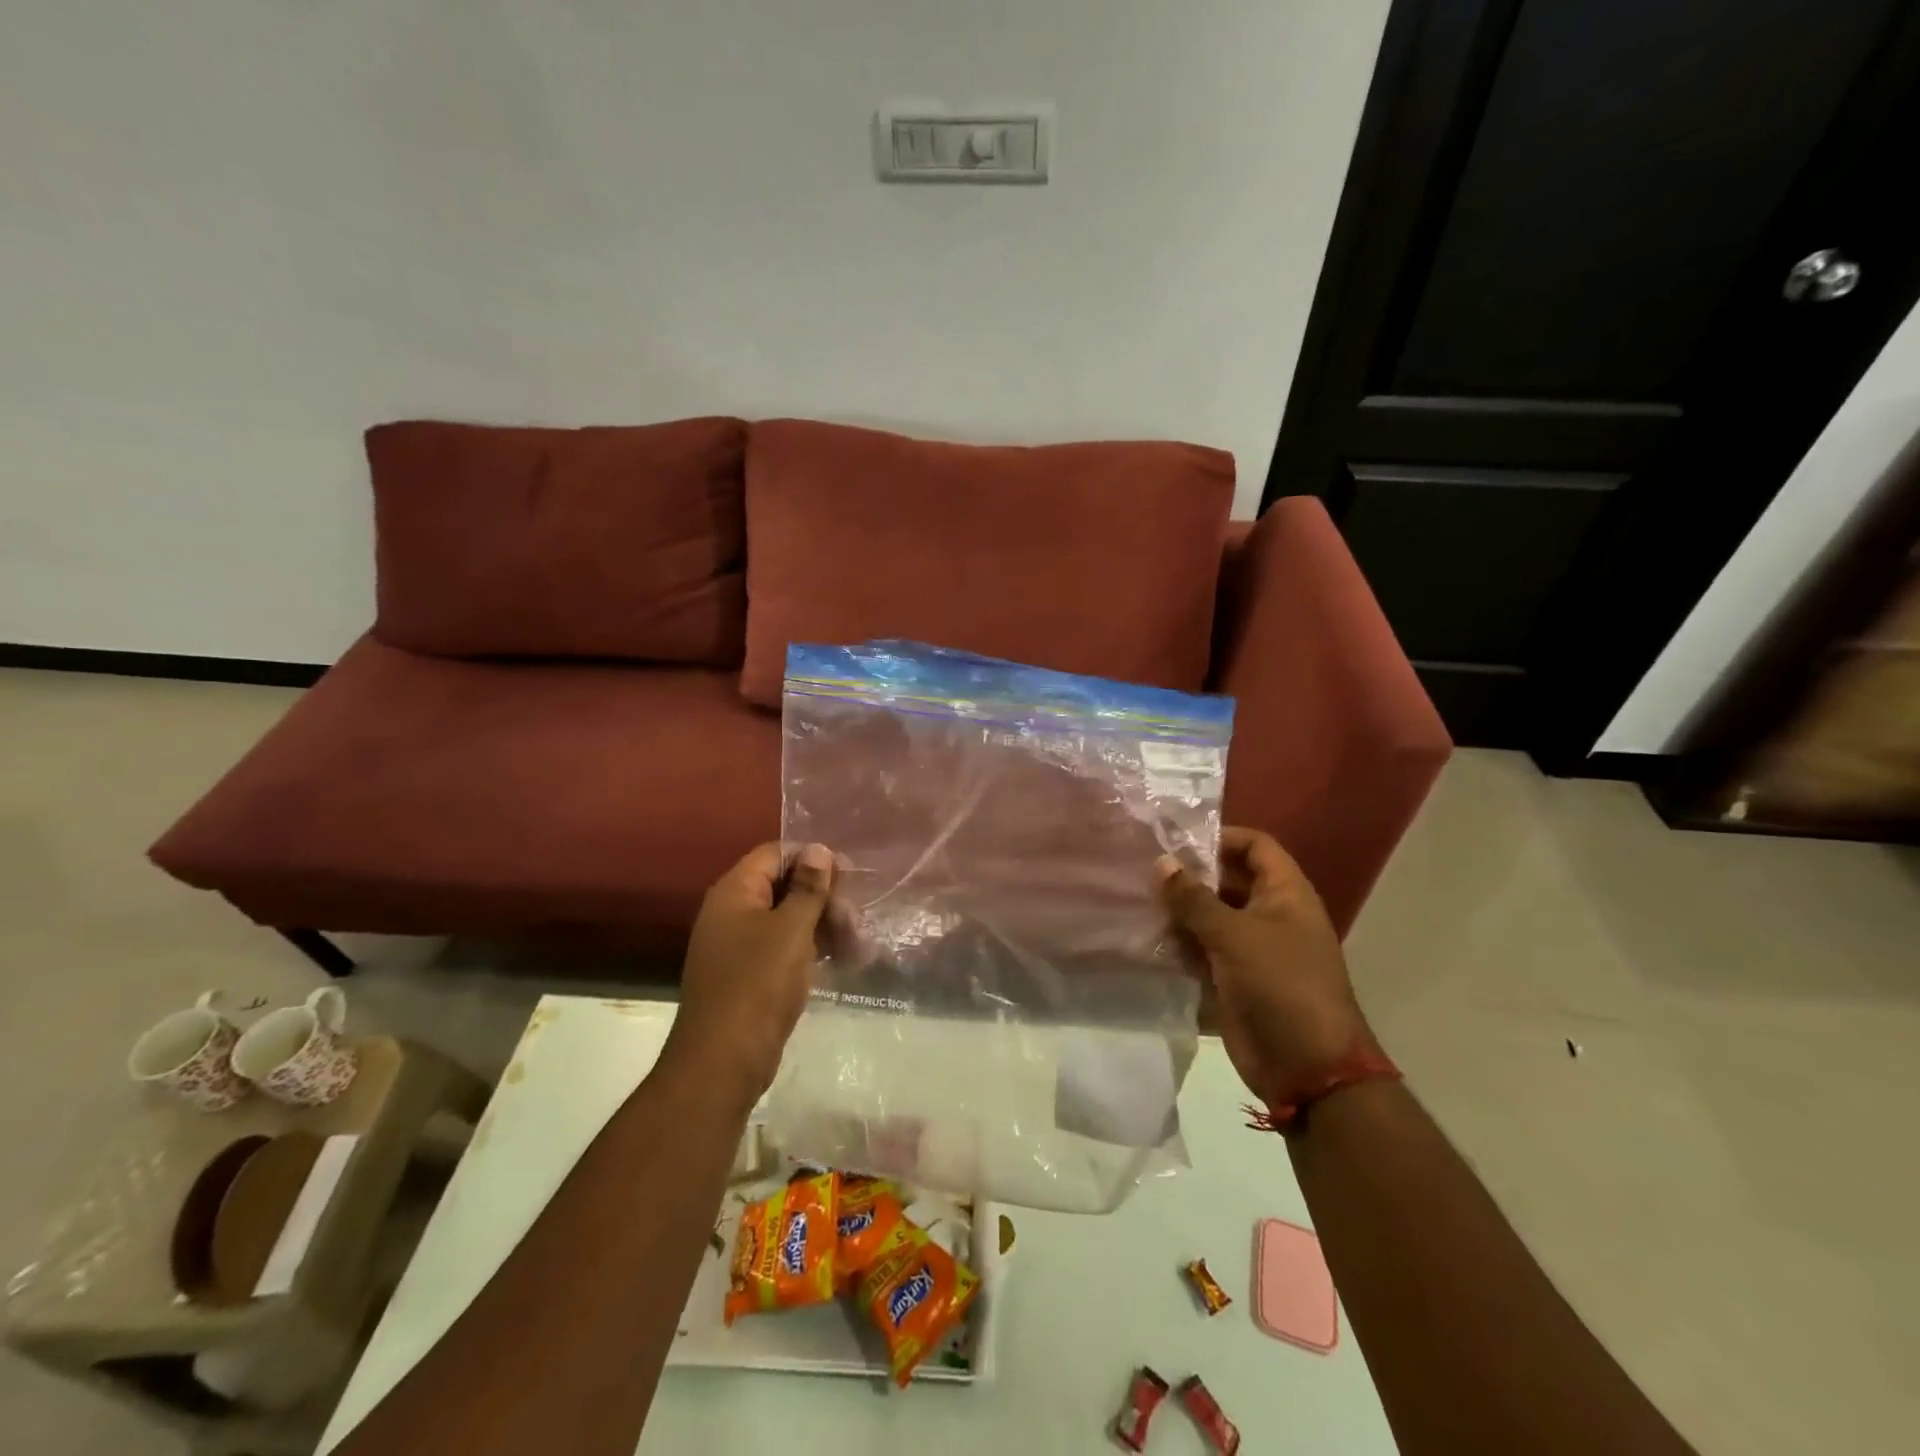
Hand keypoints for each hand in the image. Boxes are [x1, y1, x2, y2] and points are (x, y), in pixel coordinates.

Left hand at [664, 842, 835, 1102]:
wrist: (724, 1061)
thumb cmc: (759, 984)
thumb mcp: (792, 929)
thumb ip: (808, 887)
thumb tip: (818, 849)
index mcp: (735, 892)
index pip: (775, 854)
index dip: (812, 859)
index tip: (849, 876)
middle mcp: (732, 913)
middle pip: (784, 886)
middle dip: (824, 899)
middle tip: (857, 920)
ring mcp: (738, 946)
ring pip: (788, 920)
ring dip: (824, 927)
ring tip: (858, 945)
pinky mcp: (749, 975)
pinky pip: (783, 949)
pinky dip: (811, 950)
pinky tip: (842, 962)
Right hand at [1157, 827, 1383, 1107]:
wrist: (1308, 1069)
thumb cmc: (1280, 986)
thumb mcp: (1234, 935)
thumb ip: (1194, 898)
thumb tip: (1161, 862)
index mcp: (1285, 895)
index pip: (1255, 846)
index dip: (1221, 837)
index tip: (1177, 841)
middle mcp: (1270, 915)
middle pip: (1227, 881)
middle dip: (1190, 877)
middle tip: (1143, 871)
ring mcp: (1252, 950)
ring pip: (1210, 918)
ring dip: (1179, 913)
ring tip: (1137, 903)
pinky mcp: (1234, 980)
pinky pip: (1202, 952)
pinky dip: (1179, 947)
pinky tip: (1146, 940)